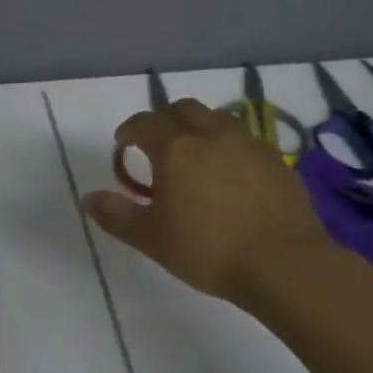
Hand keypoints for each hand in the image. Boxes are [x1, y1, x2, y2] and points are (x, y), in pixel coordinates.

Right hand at [83, 98, 328, 303]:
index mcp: (175, 147)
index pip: (144, 123)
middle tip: (158, 144)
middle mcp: (210, 134)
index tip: (123, 143)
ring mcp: (246, 142)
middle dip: (164, 120)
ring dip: (199, 127)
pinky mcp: (275, 159)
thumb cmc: (209, 249)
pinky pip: (244, 139)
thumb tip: (88, 198)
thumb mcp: (152, 239)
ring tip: (195, 153)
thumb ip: (117, 215)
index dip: (129, 130)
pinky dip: (229, 146)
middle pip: (182, 109)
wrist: (283, 263)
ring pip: (216, 118)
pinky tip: (231, 173)